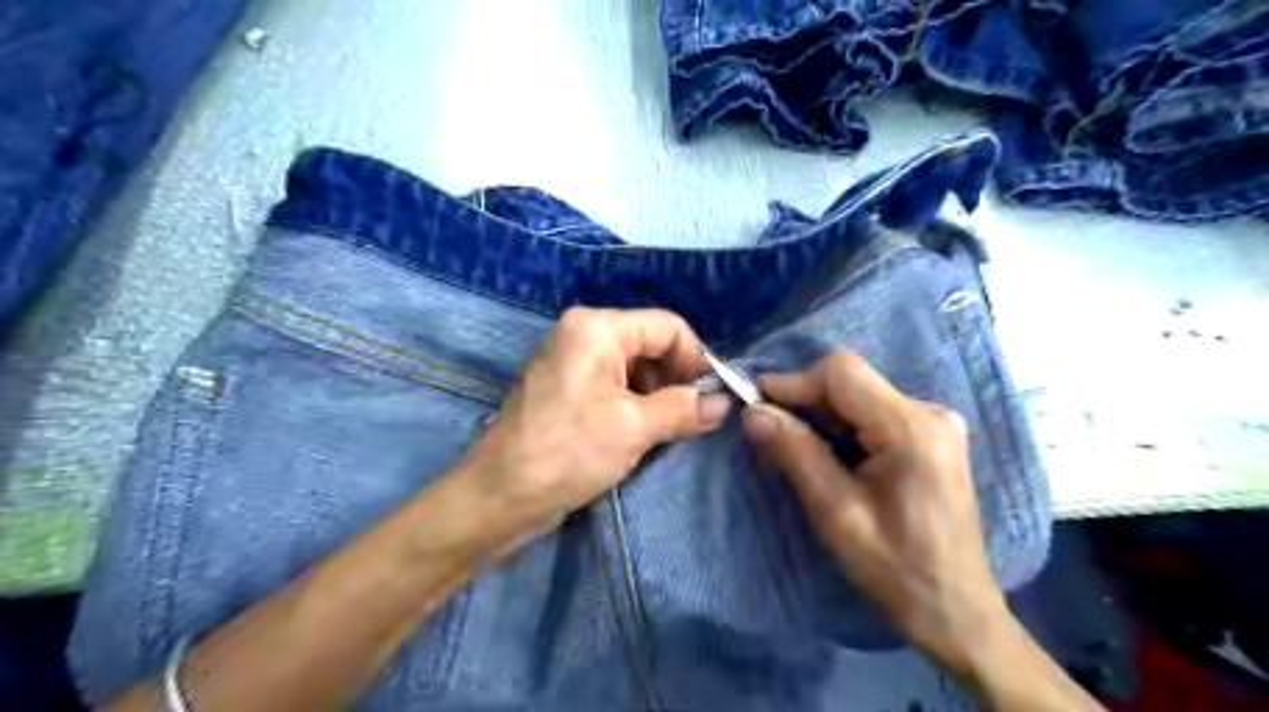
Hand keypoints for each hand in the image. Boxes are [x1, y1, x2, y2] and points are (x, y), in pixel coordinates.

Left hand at [461, 307, 727, 544]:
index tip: (713, 397)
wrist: (501, 497)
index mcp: (596, 328)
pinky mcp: (568, 390)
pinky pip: (615, 387)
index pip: (666, 326)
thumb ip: (684, 408)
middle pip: (650, 344)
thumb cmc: (568, 451)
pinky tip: (644, 434)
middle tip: (692, 419)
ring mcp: (573, 362)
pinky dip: (637, 406)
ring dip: (658, 397)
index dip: (695, 358)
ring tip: (668, 432)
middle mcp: (583, 334)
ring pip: (635, 368)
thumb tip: (723, 403)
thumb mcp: (634, 427)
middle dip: (676, 380)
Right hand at [741, 353, 1007, 669]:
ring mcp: (935, 422)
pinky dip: (842, 426)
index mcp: (912, 429)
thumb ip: (795, 454)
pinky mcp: (932, 436)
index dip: (793, 382)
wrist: (955, 610)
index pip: (842, 373)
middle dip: (805, 402)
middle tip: (770, 434)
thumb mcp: (836, 513)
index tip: (757, 407)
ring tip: (793, 449)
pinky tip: (828, 456)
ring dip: (821, 416)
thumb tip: (752, 412)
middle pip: (851, 382)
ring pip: (859, 395)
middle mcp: (930, 412)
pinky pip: (874, 412)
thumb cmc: (895, 569)